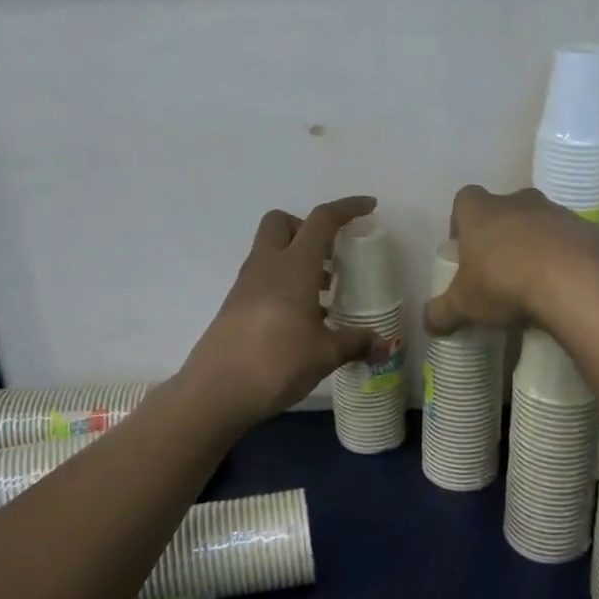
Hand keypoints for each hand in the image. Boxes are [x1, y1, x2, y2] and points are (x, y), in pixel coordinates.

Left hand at [184, 195, 386, 424]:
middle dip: (308, 229)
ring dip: (297, 259)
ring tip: (324, 294)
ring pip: (271, 251)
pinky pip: (263, 278)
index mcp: (293, 266)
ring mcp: (245, 285)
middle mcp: (267, 266)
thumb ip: (356, 342)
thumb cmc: (276, 363)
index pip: (321, 220)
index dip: (347, 208)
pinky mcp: (235, 306)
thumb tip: (383, 343)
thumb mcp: (325, 354)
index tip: (368, 207)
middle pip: (282, 222)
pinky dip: (284, 283)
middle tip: (331, 256)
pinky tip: (301, 319)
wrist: (215, 392)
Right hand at [425, 184, 598, 334]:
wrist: (576, 282)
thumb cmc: (505, 283)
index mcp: (482, 211)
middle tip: (499, 269)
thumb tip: (428, 323)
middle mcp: (520, 202)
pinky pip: (574, 242)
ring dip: (537, 246)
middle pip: (506, 209)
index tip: (465, 251)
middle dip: (501, 234)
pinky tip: (566, 288)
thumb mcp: (464, 305)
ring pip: (542, 224)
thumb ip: (442, 312)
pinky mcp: (592, 231)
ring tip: (535, 284)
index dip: (462, 223)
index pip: (464, 200)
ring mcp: (559, 213)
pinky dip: (569, 260)